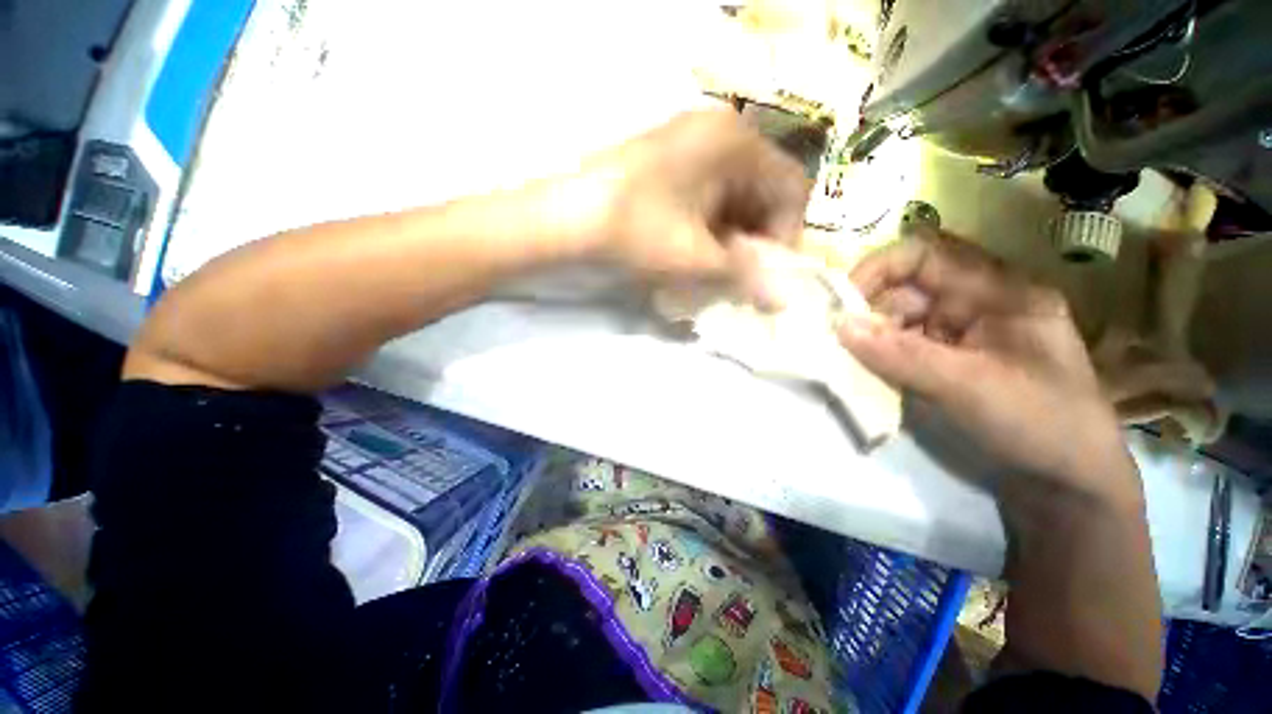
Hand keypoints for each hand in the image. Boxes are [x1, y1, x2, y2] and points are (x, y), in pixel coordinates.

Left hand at [568, 110, 810, 289]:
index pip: (790, 188)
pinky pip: (707, 196)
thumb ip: (745, 277)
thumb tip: (783, 302)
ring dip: (732, 238)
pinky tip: (695, 253)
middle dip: (755, 240)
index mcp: (736, 143)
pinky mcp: (669, 162)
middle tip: (740, 277)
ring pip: (733, 197)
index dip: (785, 236)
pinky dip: (710, 228)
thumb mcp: (697, 258)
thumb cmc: (637, 231)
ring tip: (715, 270)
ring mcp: (690, 144)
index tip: (766, 274)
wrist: (566, 217)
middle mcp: (718, 133)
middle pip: (761, 192)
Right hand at [838, 233, 1138, 500]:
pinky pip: (901, 346)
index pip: (928, 254)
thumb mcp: (970, 387)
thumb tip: (839, 325)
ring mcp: (960, 335)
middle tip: (838, 338)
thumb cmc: (1038, 426)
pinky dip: (878, 355)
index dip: (880, 267)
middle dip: (868, 308)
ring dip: (869, 335)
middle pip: (907, 288)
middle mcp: (977, 305)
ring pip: (899, 319)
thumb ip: (901, 355)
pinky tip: (864, 371)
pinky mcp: (947, 362)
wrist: (1065, 486)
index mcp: (999, 292)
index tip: (842, 298)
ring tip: (846, 358)